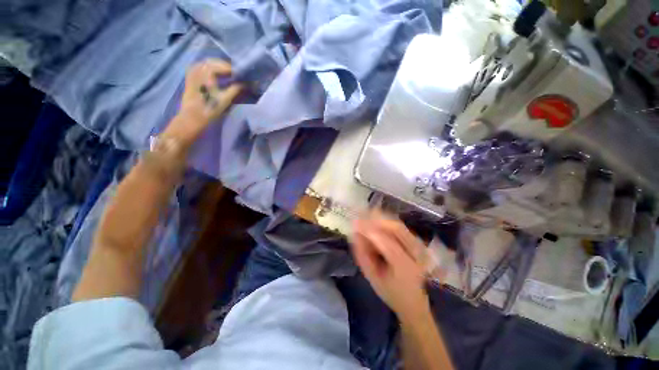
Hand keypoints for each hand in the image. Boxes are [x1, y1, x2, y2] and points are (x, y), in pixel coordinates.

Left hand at [167, 59, 241, 143]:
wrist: (192, 118)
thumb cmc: (210, 109)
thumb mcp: (226, 99)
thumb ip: (236, 89)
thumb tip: (247, 84)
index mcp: (207, 72)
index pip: (224, 66)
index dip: (235, 70)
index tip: (243, 75)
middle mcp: (199, 68)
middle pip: (214, 62)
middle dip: (226, 66)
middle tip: (237, 74)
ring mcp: (192, 72)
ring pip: (206, 63)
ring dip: (217, 67)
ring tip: (227, 74)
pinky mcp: (189, 78)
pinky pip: (199, 67)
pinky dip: (208, 69)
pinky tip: (214, 75)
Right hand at [351, 212, 429, 319]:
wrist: (414, 301)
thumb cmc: (390, 292)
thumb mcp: (372, 277)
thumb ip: (362, 255)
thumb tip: (354, 234)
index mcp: (406, 269)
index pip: (388, 245)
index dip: (371, 232)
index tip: (355, 224)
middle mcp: (417, 255)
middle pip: (397, 229)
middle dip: (376, 220)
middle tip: (361, 216)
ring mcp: (420, 248)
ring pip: (399, 225)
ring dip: (381, 218)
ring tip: (366, 215)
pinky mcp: (419, 244)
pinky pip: (401, 227)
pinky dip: (387, 222)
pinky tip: (376, 221)